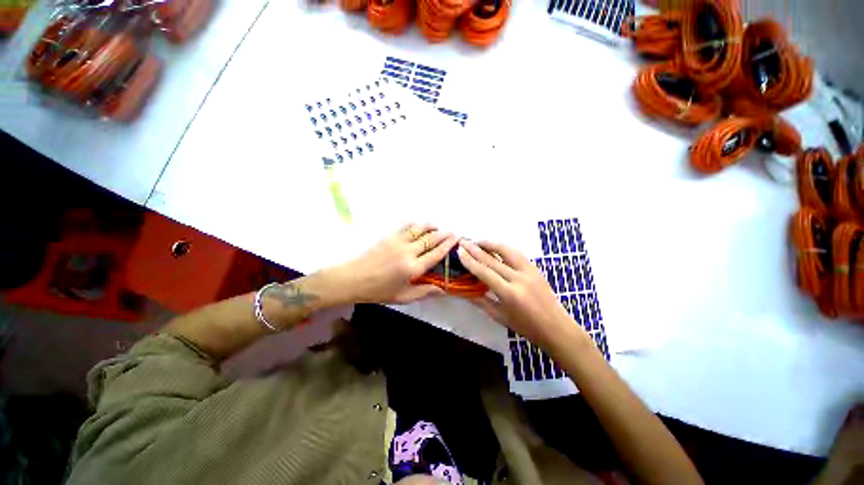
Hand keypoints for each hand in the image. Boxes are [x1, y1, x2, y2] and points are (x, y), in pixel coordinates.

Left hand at [333, 224, 457, 304]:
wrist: (353, 279)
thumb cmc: (378, 291)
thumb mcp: (402, 297)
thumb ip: (424, 292)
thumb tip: (443, 290)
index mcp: (413, 268)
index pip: (436, 254)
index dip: (447, 245)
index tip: (456, 238)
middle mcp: (408, 252)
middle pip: (430, 239)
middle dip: (443, 234)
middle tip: (452, 231)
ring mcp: (398, 242)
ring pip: (419, 230)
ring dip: (431, 226)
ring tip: (439, 226)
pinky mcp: (389, 236)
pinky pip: (406, 227)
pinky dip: (416, 224)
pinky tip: (421, 224)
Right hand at [457, 240, 581, 348]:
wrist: (556, 328)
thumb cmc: (526, 327)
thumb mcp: (500, 316)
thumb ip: (481, 301)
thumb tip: (464, 291)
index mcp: (509, 293)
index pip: (484, 272)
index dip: (470, 261)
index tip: (459, 251)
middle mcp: (519, 278)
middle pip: (492, 259)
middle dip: (475, 249)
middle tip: (463, 241)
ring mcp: (529, 271)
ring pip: (507, 251)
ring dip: (491, 244)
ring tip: (478, 241)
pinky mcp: (535, 268)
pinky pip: (517, 253)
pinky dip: (504, 248)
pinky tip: (496, 247)